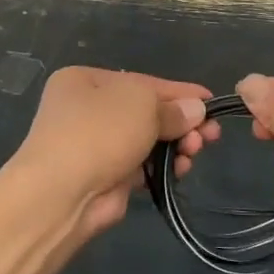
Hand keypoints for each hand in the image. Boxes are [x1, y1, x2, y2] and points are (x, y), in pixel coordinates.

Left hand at [7, 67, 219, 234]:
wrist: (61, 193)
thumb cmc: (99, 132)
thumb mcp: (141, 104)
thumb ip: (172, 107)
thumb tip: (196, 110)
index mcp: (86, 80)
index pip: (143, 82)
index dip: (180, 92)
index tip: (211, 101)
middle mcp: (87, 109)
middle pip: (147, 112)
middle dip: (181, 122)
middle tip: (212, 134)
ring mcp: (94, 145)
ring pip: (147, 140)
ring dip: (176, 145)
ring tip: (194, 152)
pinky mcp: (105, 176)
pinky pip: (142, 166)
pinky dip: (163, 166)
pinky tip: (181, 169)